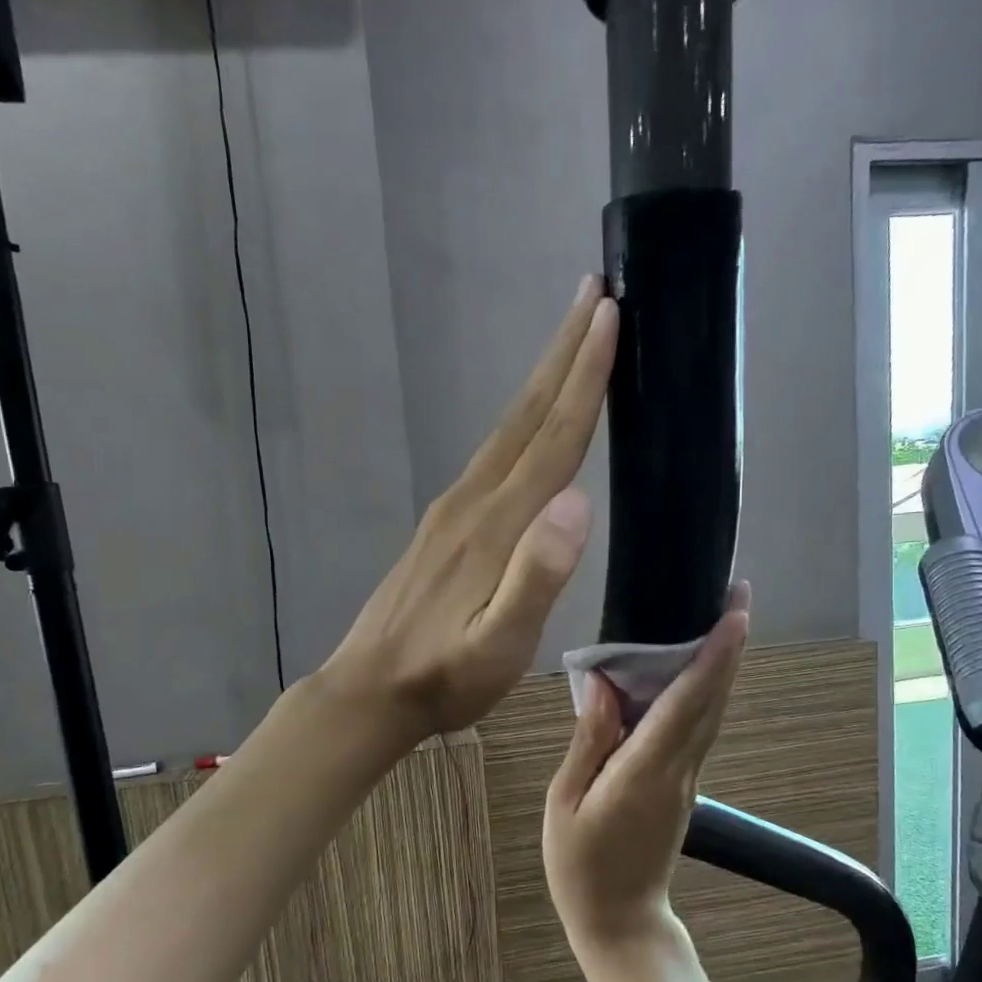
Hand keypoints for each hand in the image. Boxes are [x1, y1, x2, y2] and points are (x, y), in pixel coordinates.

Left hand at [321, 278, 617, 746]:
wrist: (370, 689)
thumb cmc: (443, 678)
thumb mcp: (498, 645)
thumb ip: (537, 576)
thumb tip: (579, 501)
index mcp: (496, 525)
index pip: (552, 438)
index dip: (585, 378)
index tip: (611, 316)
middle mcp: (474, 501)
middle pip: (527, 414)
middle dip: (565, 352)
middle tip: (596, 292)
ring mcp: (453, 509)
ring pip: (507, 429)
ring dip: (543, 379)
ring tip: (572, 338)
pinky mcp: (443, 524)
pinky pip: (492, 454)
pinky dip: (521, 421)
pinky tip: (529, 424)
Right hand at [543, 584, 750, 943]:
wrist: (619, 922)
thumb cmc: (580, 865)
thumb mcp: (565, 802)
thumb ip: (589, 741)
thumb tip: (606, 686)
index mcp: (646, 771)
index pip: (688, 703)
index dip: (715, 656)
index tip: (735, 612)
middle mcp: (679, 769)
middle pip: (712, 700)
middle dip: (731, 646)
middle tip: (737, 594)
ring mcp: (688, 778)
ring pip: (712, 713)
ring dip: (724, 664)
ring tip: (723, 618)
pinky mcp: (684, 785)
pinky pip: (699, 728)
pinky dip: (705, 691)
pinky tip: (696, 670)